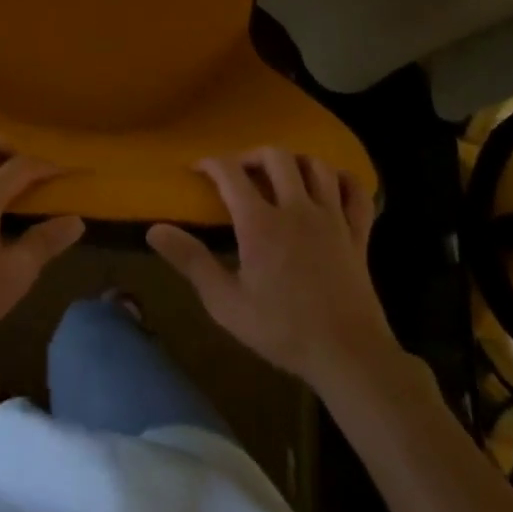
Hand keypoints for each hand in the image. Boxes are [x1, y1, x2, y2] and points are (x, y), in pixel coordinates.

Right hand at [147, 148, 398, 394]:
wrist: (348, 356)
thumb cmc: (282, 330)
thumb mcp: (226, 303)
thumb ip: (191, 261)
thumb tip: (154, 230)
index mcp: (260, 222)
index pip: (230, 172)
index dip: (210, 163)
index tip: (197, 169)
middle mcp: (296, 208)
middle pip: (276, 156)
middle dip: (252, 156)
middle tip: (240, 173)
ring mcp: (332, 218)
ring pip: (316, 165)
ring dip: (296, 162)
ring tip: (282, 177)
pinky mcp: (358, 234)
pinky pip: (356, 191)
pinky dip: (342, 180)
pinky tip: (329, 188)